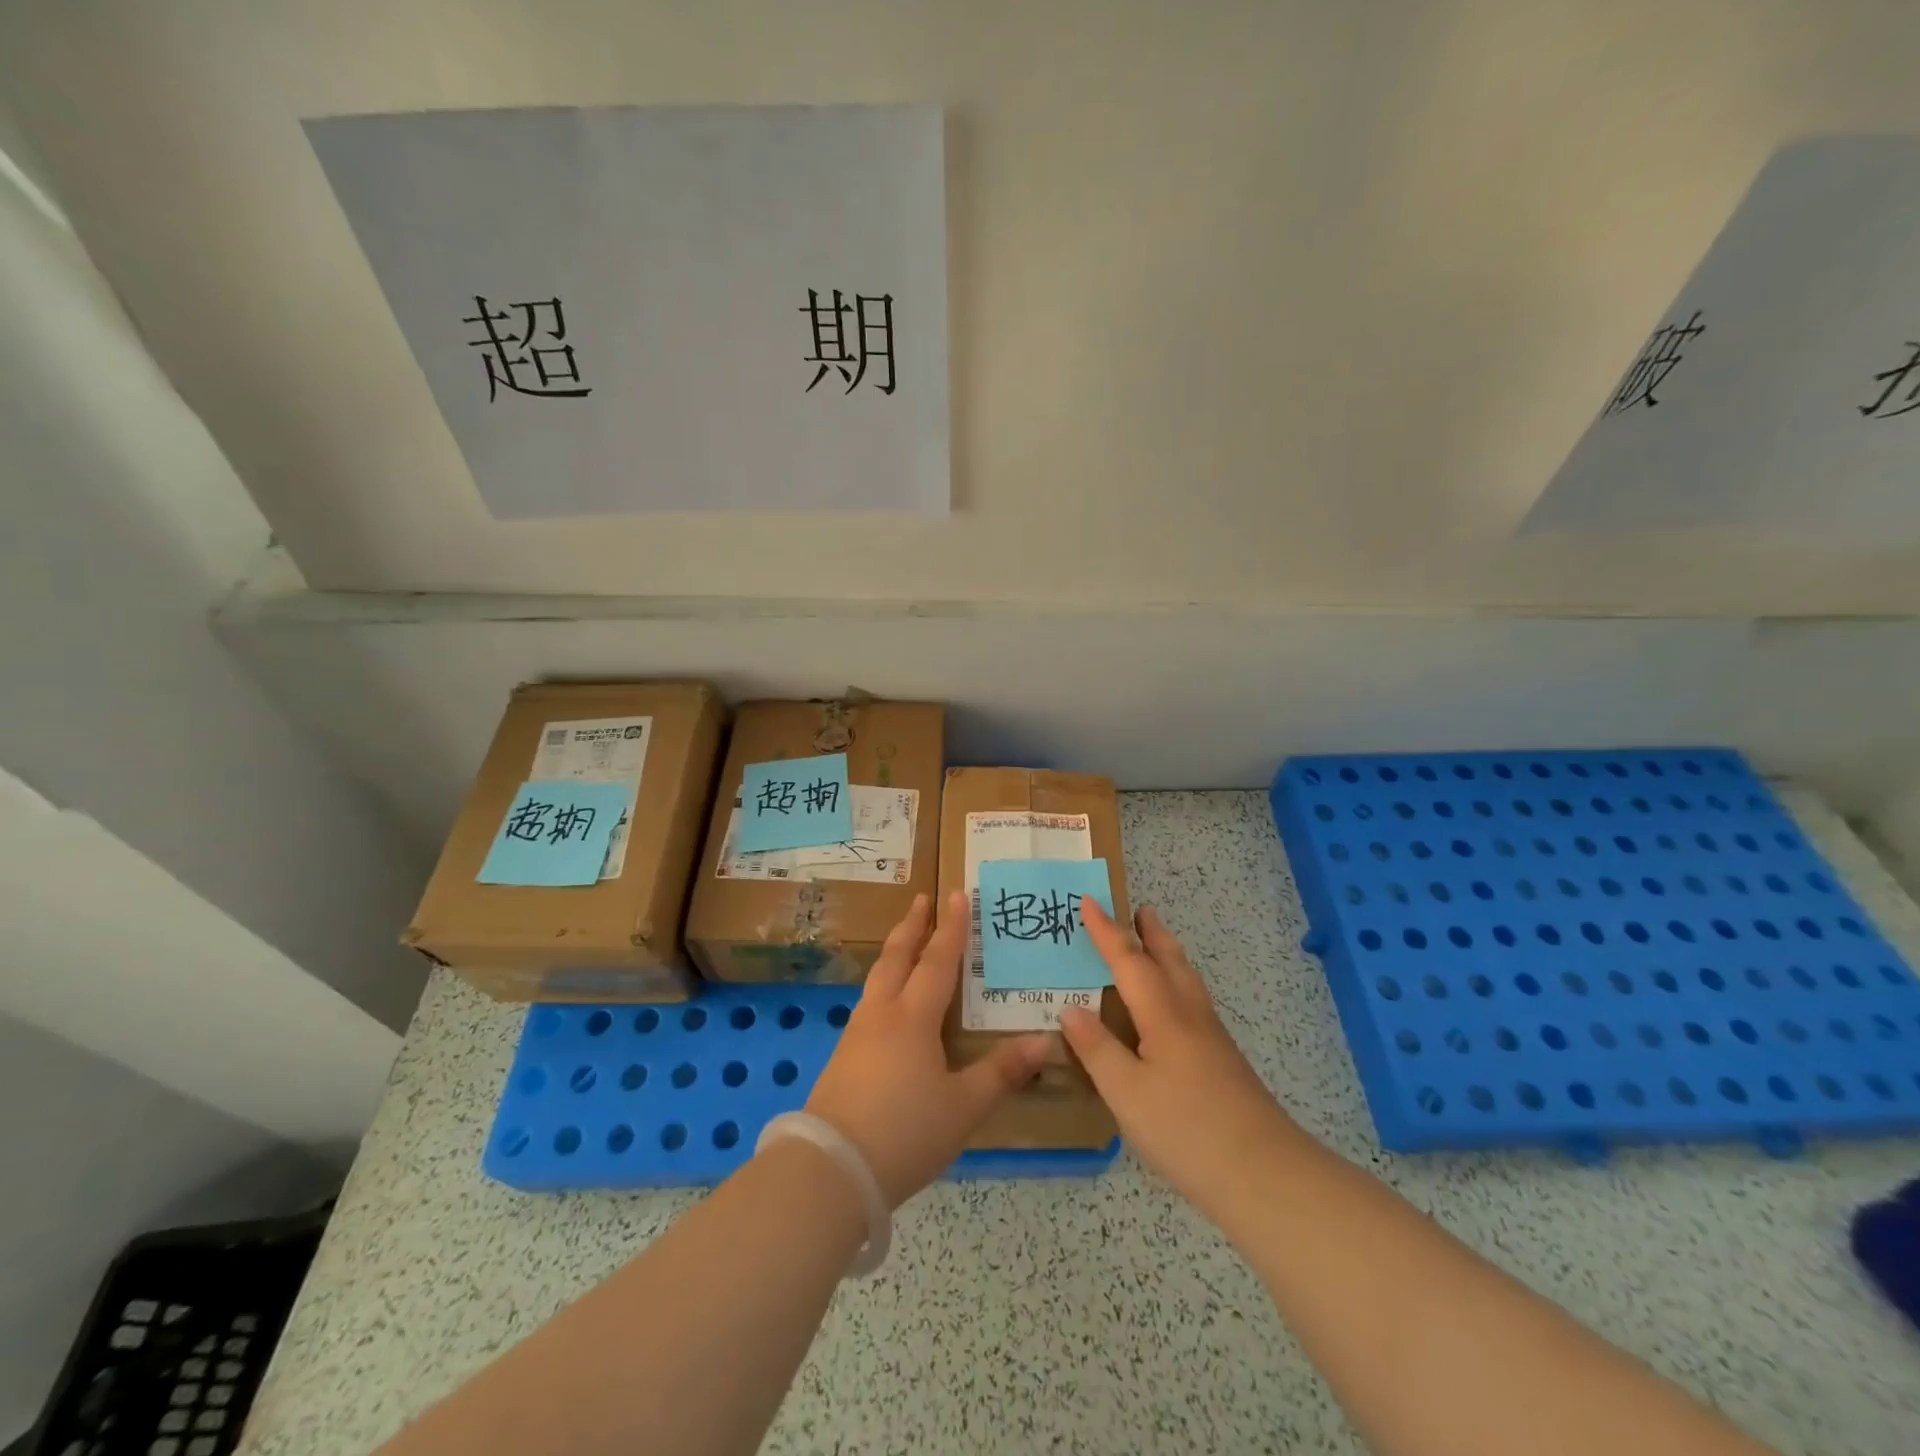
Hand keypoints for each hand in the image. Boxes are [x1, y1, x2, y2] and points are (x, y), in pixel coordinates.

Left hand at [805, 890, 1050, 1207]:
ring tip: (905, 943)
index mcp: (913, 1018)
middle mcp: (882, 1014)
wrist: (830, 1170)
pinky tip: (886, 1004)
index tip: (957, 894)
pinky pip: (869, 1003)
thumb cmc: (905, 1132)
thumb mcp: (963, 1107)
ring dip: (895, 952)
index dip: (951, 928)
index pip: (938, 961)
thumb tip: (1045, 1041)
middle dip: (912, 926)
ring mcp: (856, 1034)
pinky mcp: (842, 1058)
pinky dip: (883, 984)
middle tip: (921, 899)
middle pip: (897, 957)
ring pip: (878, 978)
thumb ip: (1002, 1073)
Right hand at [1061, 899, 1299, 1221]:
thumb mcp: (1126, 1092)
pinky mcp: (1223, 1061)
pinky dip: (1176, 982)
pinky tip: (1170, 1007)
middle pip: (1169, 959)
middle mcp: (1189, 1015)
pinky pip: (1192, 1001)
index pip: (1129, 960)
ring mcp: (1211, 1038)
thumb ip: (1097, 1049)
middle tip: (1139, 908)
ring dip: (1167, 953)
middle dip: (1150, 932)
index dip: (1106, 931)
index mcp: (1163, 1015)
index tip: (1088, 901)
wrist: (1265, 1174)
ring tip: (1154, 943)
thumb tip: (1070, 1009)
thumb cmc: (1186, 1129)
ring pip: (1186, 979)